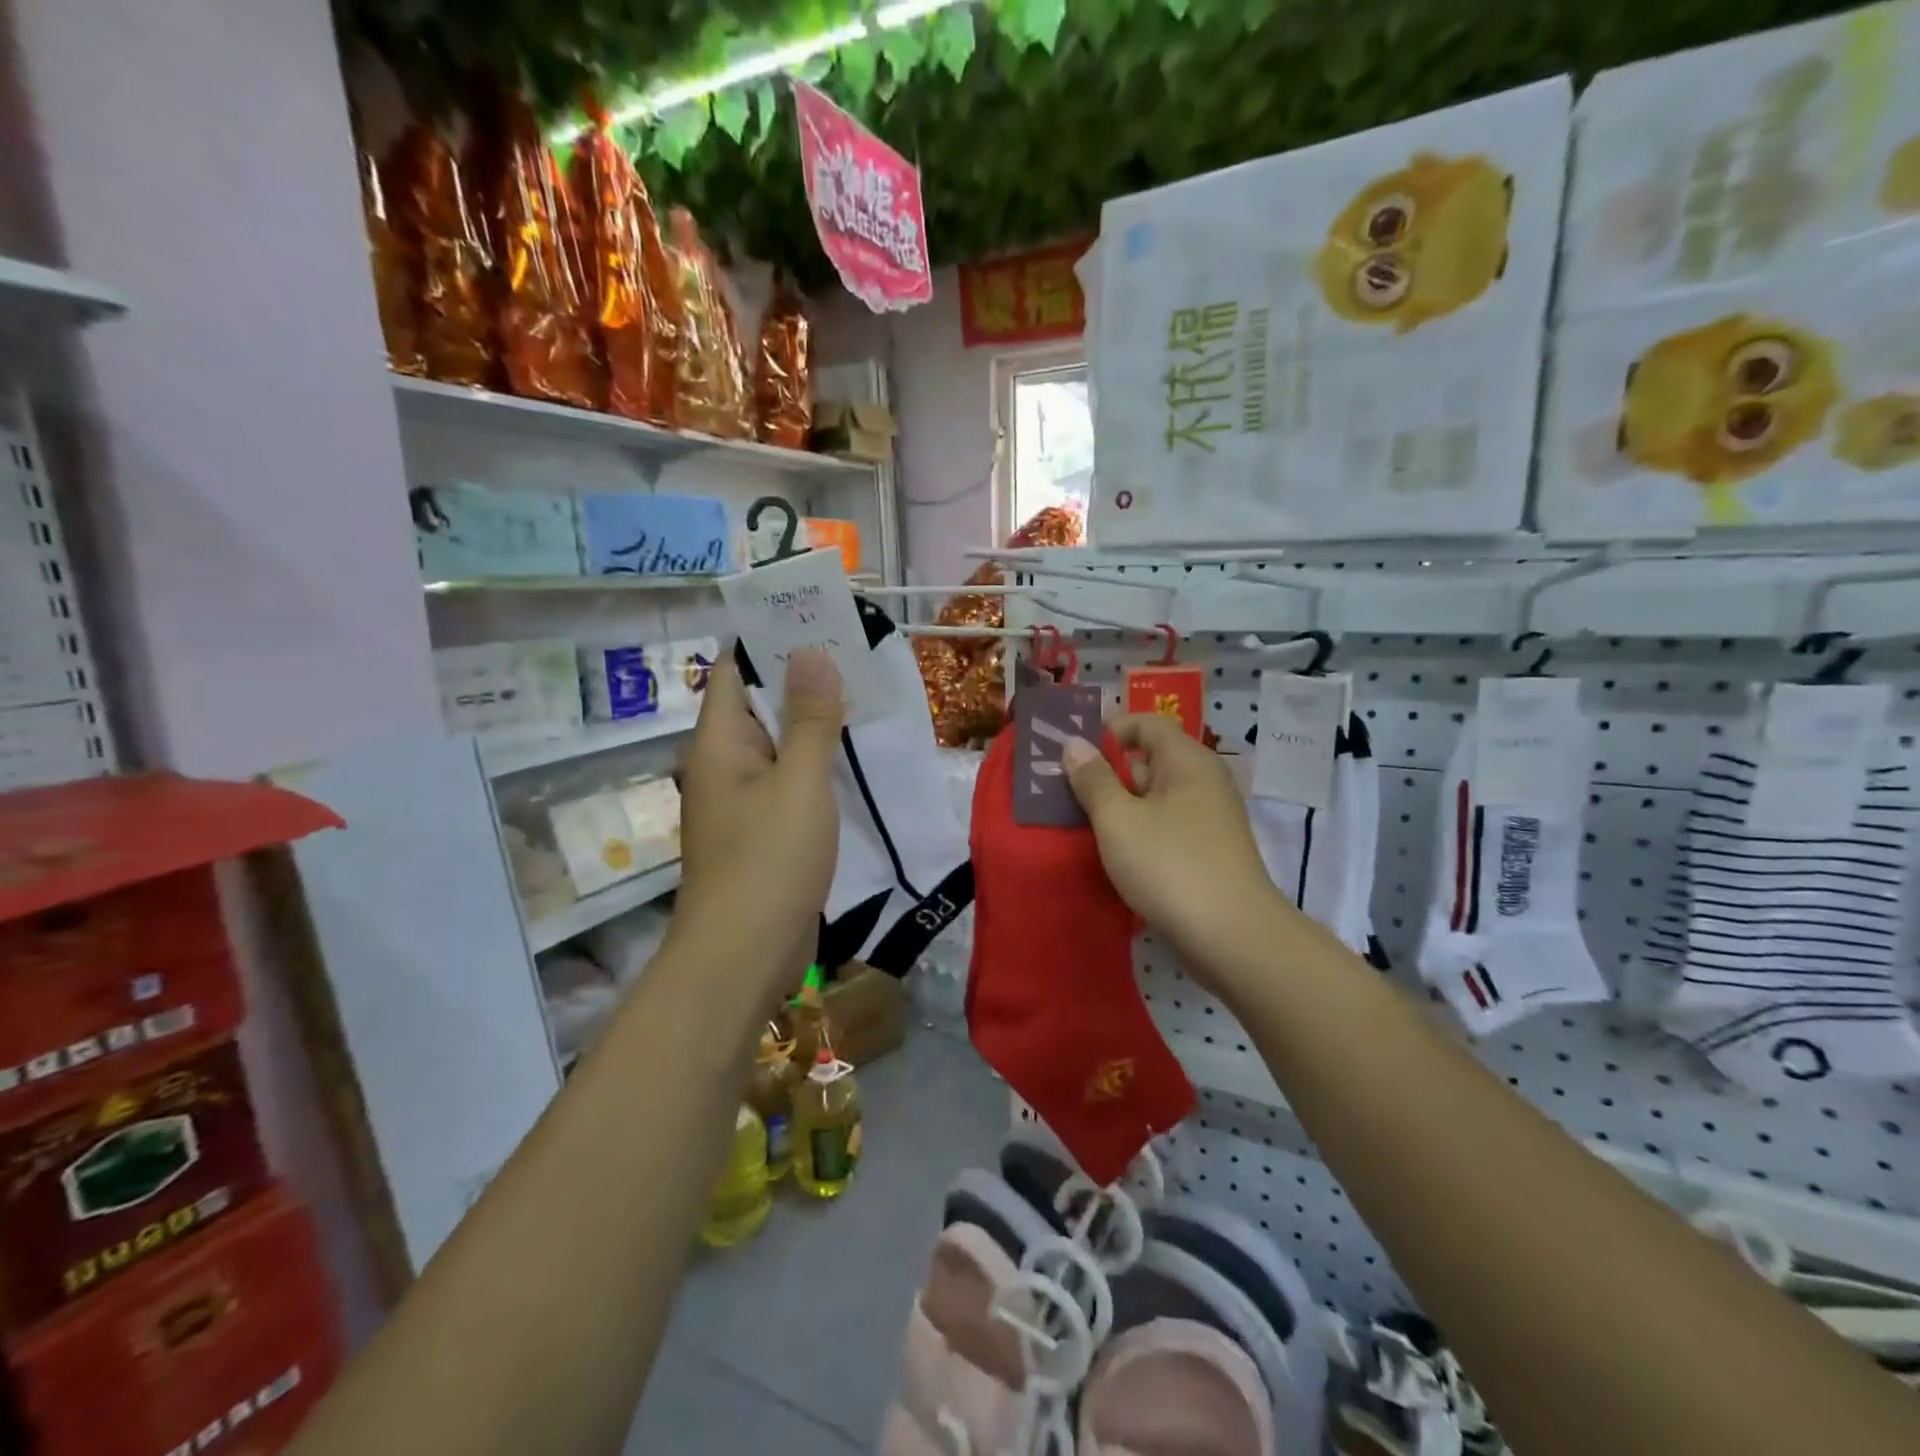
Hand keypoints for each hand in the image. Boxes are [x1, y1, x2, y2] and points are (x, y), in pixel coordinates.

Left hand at [673, 648, 841, 997]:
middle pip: (762, 705)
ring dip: (816, 724)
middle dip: (805, 678)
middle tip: (857, 653)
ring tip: (865, 695)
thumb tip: (811, 651)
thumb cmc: (768, 859)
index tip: (818, 618)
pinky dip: (818, 765)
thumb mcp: (798, 780)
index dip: (772, 639)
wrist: (744, 954)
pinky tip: (855, 758)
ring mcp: (744, 800)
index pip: (739, 669)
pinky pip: (791, 782)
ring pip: (781, 746)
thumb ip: (809, 717)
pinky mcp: (764, 831)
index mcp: (720, 741)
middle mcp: (725, 763)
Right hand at [1061, 715, 1295, 985]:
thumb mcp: (1118, 820)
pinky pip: (1165, 827)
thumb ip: (1093, 779)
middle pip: (1149, 760)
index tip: (1072, 754)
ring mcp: (1209, 819)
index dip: (1108, 731)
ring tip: (1079, 824)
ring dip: (1119, 807)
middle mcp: (1203, 781)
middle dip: (1106, 773)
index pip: (1145, 724)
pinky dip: (1138, 832)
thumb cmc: (1170, 866)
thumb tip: (1074, 743)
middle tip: (1065, 791)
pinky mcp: (1207, 852)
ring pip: (1154, 798)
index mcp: (1187, 760)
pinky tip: (1113, 853)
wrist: (1232, 937)